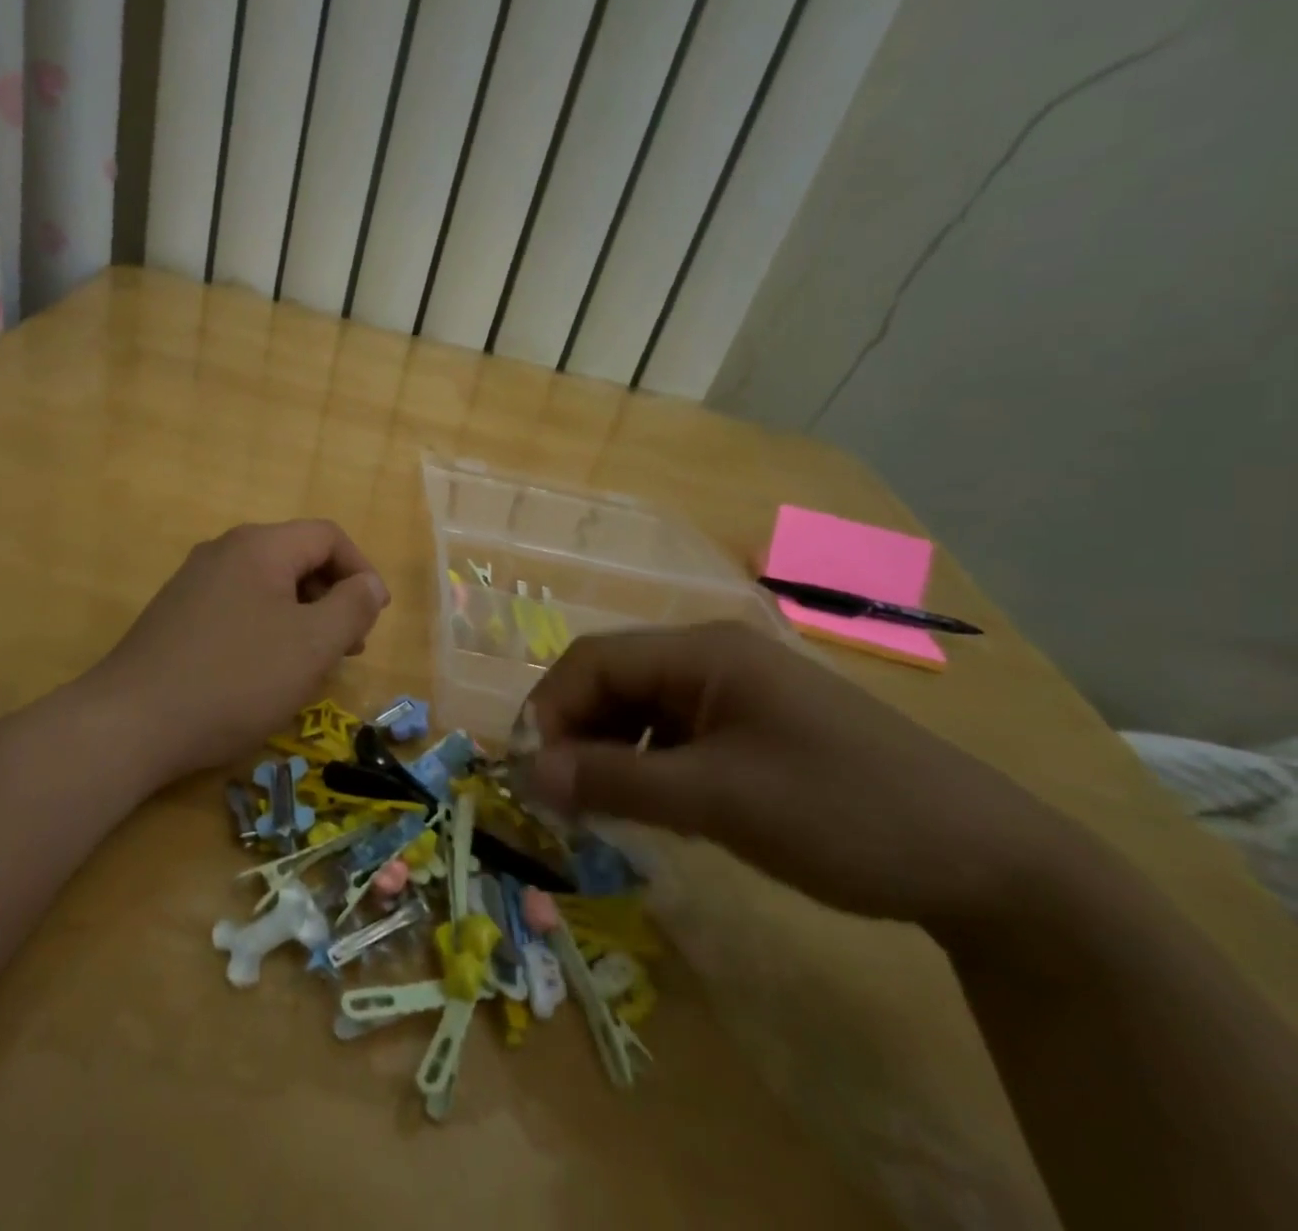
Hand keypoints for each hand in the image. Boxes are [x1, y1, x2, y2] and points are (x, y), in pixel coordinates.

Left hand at [88, 521, 389, 782]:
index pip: (328, 536)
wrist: (131, 723)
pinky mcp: (176, 613)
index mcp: (259, 546)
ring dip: (301, 616)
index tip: (374, 618)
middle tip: (348, 647)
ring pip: (267, 585)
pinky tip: (264, 671)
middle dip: (332, 597)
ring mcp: (194, 582)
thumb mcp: (311, 646)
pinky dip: (267, 628)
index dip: (361, 571)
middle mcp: (224, 551)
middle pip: (297, 558)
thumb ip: (352, 607)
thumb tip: (369, 584)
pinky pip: (238, 607)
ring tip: (310, 664)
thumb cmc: (235, 679)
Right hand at [516, 623, 1083, 935]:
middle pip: (612, 682)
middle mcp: (711, 658)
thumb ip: (614, 782)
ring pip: (639, 711)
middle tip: (557, 799)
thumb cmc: (843, 813)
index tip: (529, 772)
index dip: (548, 709)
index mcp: (702, 651)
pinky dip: (645, 766)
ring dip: (606, 753)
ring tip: (594, 808)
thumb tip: (526, 773)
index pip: (592, 660)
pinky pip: (673, 737)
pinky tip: (647, 806)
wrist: (991, 865)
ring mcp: (735, 694)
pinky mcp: (752, 731)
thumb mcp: (718, 800)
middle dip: (574, 734)